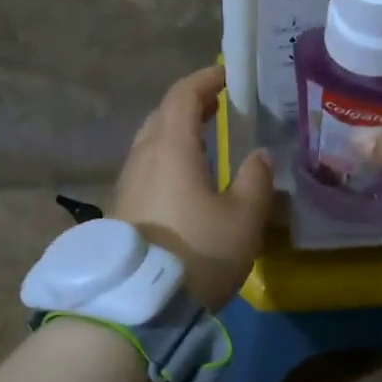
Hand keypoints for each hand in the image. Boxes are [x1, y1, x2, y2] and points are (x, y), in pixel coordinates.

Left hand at [114, 66, 273, 310]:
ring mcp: (127, 184)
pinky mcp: (122, 210)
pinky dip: (168, 157)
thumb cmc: (197, 253)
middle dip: (190, 105)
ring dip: (177, 132)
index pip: (182, 96)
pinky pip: (146, 167)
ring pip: (151, 142)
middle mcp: (142, 158)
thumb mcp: (243, 218)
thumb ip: (256, 180)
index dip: (205, 80)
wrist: (139, 306)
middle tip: (219, 106)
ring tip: (206, 139)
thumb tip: (258, 156)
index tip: (227, 75)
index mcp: (170, 148)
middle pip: (161, 115)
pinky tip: (186, 178)